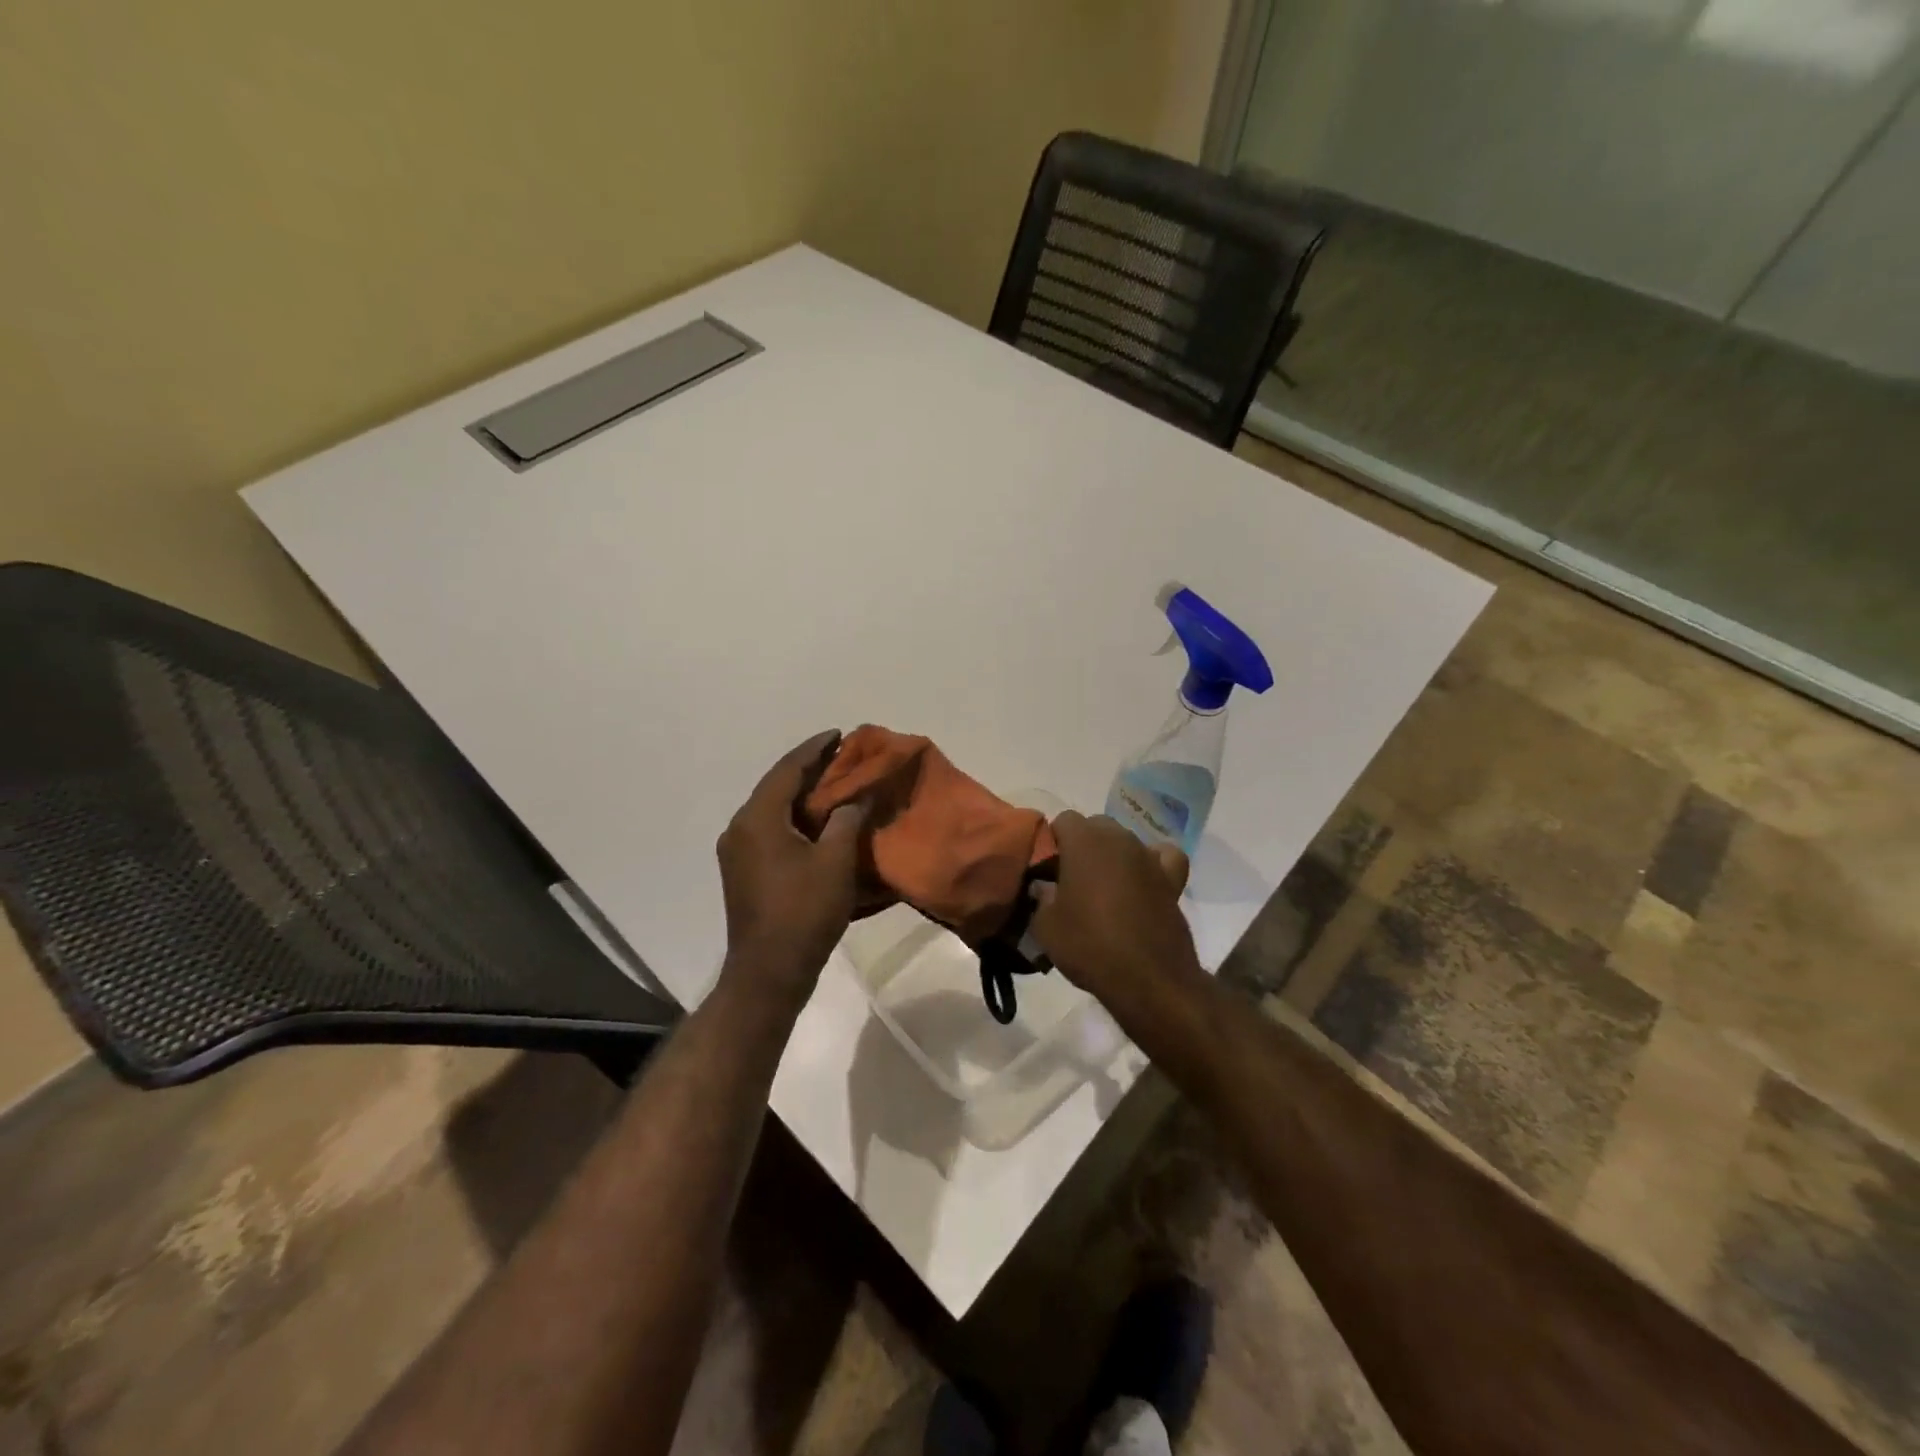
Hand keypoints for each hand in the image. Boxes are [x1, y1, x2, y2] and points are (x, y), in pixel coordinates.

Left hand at [716, 731, 867, 1003]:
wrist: (768, 972)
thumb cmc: (804, 912)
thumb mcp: (836, 862)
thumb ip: (847, 819)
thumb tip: (858, 795)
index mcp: (757, 819)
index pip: (787, 770)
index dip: (815, 749)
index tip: (839, 734)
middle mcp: (740, 828)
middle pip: (777, 787)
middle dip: (809, 770)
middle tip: (842, 757)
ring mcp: (738, 852)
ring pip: (773, 810)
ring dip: (802, 795)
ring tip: (835, 784)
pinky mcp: (743, 872)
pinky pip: (770, 830)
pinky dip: (795, 819)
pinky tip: (818, 822)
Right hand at [1031, 812, 1200, 1021]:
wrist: (1149, 979)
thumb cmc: (1090, 946)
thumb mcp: (1045, 927)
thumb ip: (1040, 897)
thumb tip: (1044, 886)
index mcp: (1084, 841)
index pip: (1063, 820)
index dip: (1053, 842)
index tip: (1048, 870)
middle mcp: (1119, 838)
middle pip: (1095, 826)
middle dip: (1082, 845)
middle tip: (1072, 880)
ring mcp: (1149, 856)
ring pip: (1125, 840)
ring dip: (1112, 855)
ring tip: (1104, 888)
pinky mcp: (1172, 879)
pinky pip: (1162, 856)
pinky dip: (1152, 862)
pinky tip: (1144, 879)